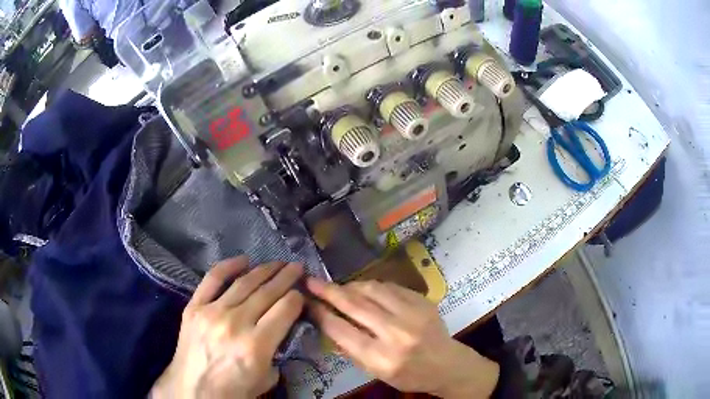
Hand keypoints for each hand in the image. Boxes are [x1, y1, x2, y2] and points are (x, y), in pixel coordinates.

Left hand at [152, 257, 304, 398]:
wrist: (193, 390)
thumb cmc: (233, 390)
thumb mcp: (266, 378)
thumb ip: (277, 352)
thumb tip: (280, 330)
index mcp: (256, 345)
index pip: (285, 310)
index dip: (297, 298)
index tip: (301, 293)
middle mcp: (235, 323)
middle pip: (267, 292)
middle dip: (286, 277)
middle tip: (297, 266)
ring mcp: (212, 312)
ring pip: (244, 283)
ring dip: (264, 270)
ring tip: (277, 263)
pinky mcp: (194, 307)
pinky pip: (212, 280)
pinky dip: (229, 266)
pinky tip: (243, 260)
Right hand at [307, 279, 498, 397]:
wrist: (447, 364)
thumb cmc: (410, 375)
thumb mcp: (377, 373)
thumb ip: (352, 350)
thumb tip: (329, 324)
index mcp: (383, 358)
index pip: (343, 331)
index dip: (322, 314)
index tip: (308, 303)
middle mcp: (397, 334)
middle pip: (356, 305)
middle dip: (329, 291)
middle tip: (312, 282)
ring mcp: (413, 314)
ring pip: (372, 290)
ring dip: (350, 286)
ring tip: (338, 287)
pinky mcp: (422, 301)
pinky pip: (390, 287)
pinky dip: (372, 286)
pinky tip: (364, 289)